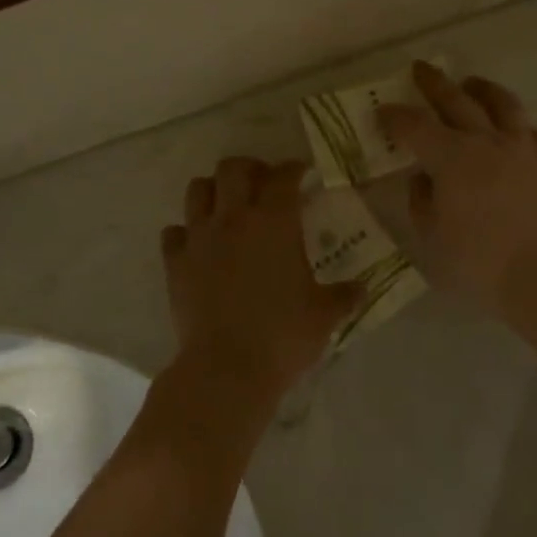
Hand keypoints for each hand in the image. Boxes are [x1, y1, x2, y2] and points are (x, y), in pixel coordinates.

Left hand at [161, 158, 359, 409]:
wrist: (226, 367)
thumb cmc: (283, 335)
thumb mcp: (324, 315)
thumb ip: (344, 295)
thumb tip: (362, 289)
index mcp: (275, 222)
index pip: (284, 176)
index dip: (294, 169)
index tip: (303, 173)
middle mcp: (234, 218)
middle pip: (233, 168)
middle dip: (250, 168)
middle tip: (263, 184)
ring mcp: (199, 238)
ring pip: (197, 190)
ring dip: (214, 190)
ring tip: (228, 206)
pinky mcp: (175, 263)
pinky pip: (174, 232)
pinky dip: (186, 232)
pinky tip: (199, 245)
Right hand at [377, 63, 536, 309]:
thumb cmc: (475, 258)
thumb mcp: (430, 234)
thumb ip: (421, 199)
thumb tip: (422, 177)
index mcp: (450, 157)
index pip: (415, 126)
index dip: (395, 116)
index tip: (382, 111)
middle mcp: (485, 142)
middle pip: (457, 101)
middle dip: (434, 83)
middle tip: (421, 69)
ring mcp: (520, 149)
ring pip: (502, 105)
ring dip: (483, 89)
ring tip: (471, 83)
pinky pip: (532, 133)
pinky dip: (517, 125)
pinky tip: (513, 128)